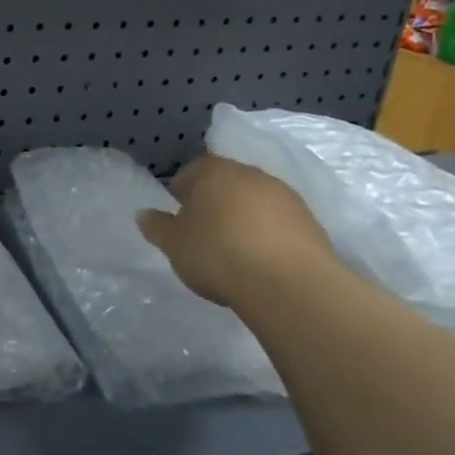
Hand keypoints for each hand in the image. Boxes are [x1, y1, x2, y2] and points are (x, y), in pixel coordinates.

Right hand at [137, 154, 335, 310]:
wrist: (288, 283)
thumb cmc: (218, 253)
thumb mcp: (174, 244)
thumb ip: (157, 226)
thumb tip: (144, 214)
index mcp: (214, 172)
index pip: (191, 171)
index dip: (181, 192)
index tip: (177, 217)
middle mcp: (252, 174)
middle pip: (226, 184)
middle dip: (214, 203)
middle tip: (203, 234)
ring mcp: (285, 197)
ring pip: (254, 202)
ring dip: (244, 219)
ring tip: (234, 252)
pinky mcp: (310, 223)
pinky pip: (279, 224)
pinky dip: (268, 236)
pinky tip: (260, 262)